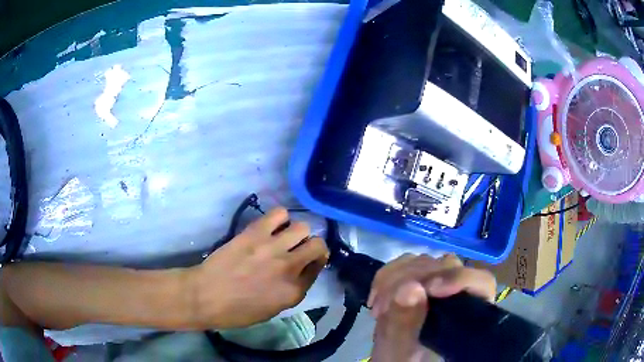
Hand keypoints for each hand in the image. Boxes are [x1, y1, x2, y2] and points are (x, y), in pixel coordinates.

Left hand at [189, 207, 328, 328]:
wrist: (206, 296)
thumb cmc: (237, 311)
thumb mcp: (272, 311)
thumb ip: (291, 291)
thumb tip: (299, 273)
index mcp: (294, 291)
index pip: (318, 267)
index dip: (314, 263)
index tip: (306, 262)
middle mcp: (290, 267)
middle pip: (317, 244)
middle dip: (311, 246)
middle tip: (298, 248)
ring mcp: (273, 247)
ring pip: (302, 227)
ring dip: (296, 232)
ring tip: (283, 236)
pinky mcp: (255, 232)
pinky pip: (279, 213)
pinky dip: (279, 218)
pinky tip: (271, 226)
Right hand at [368, 254, 495, 361]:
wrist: (391, 361)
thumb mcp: (402, 352)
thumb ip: (406, 325)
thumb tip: (409, 287)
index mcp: (468, 315)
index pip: (480, 282)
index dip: (458, 278)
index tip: (429, 289)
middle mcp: (458, 294)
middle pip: (447, 267)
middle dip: (412, 280)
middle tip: (385, 306)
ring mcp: (438, 285)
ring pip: (424, 262)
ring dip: (395, 278)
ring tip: (379, 306)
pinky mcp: (418, 282)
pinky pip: (405, 264)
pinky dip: (387, 276)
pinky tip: (376, 297)